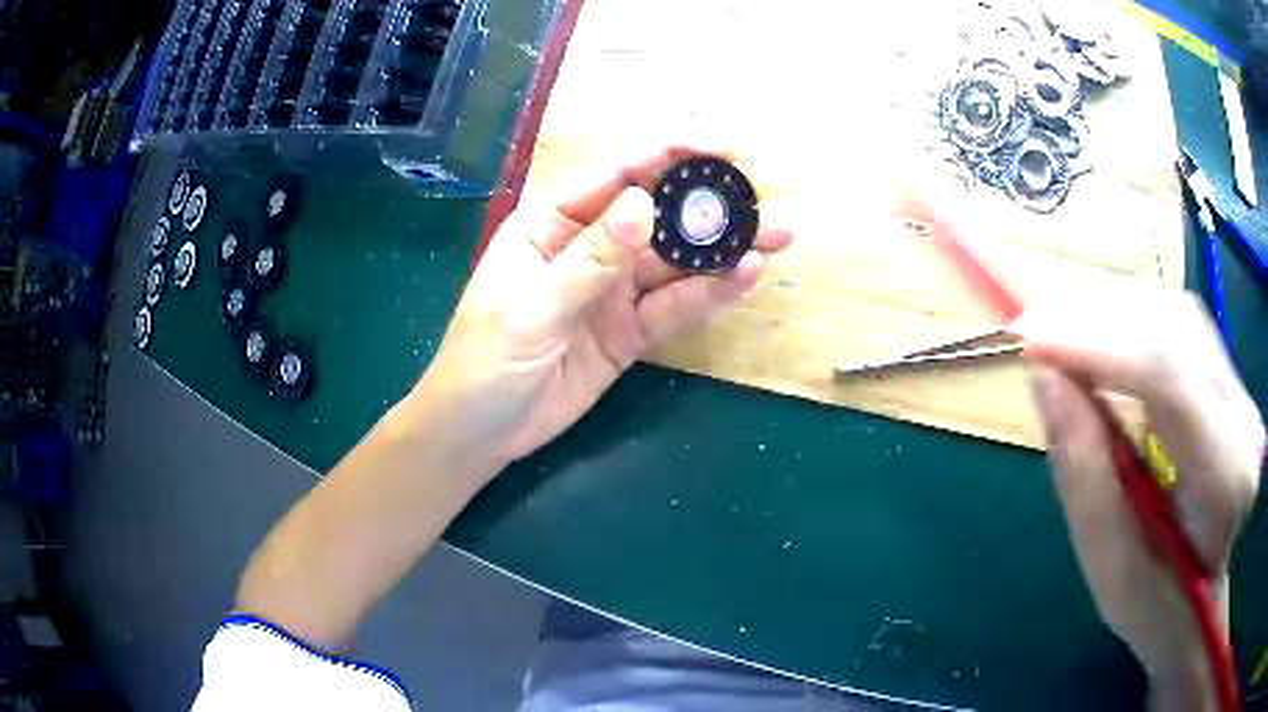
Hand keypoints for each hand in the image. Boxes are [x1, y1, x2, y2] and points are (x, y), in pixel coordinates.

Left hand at [405, 146, 792, 476]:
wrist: (481, 432)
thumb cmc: (484, 361)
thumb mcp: (530, 308)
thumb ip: (588, 260)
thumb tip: (643, 204)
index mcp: (550, 224)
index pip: (616, 177)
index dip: (669, 157)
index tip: (722, 150)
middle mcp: (588, 246)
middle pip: (656, 216)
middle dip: (708, 205)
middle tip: (764, 201)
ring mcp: (613, 289)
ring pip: (674, 261)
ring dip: (723, 249)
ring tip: (775, 238)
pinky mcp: (629, 330)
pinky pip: (674, 306)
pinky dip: (709, 293)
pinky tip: (746, 278)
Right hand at [1020, 291, 1262, 709]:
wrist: (1199, 602)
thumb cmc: (1154, 605)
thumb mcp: (1110, 569)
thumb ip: (1084, 477)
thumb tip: (1045, 379)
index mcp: (1225, 482)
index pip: (1168, 382)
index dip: (1098, 349)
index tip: (1030, 343)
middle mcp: (1243, 421)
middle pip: (1174, 332)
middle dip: (1102, 324)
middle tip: (1039, 337)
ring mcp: (1242, 394)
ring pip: (1177, 318)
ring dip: (1116, 319)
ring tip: (1065, 341)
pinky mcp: (1232, 382)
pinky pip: (1181, 328)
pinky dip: (1134, 327)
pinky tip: (1104, 347)